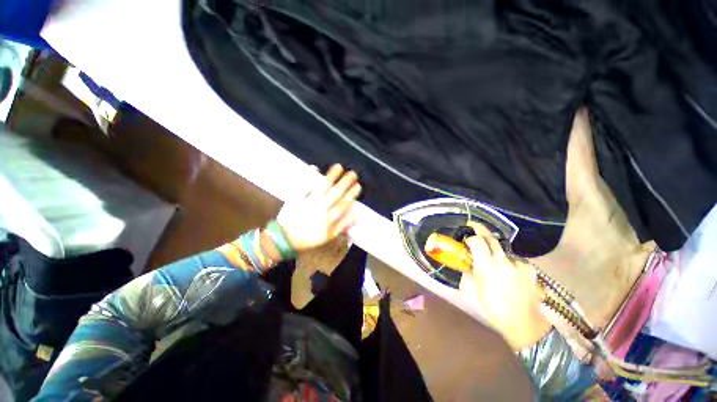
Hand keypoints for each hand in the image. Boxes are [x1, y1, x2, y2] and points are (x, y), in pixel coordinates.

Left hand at [277, 164, 361, 252]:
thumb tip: (355, 214)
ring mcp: (308, 202)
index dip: (351, 194)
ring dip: (331, 177)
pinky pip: (303, 186)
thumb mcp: (329, 237)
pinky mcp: (296, 198)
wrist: (285, 239)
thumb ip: (343, 225)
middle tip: (353, 173)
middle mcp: (320, 208)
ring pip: (322, 187)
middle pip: (335, 193)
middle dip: (345, 183)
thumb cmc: (309, 238)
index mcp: (328, 218)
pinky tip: (314, 167)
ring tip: (338, 167)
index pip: (343, 204)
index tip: (358, 185)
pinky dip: (309, 177)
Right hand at [458, 222, 550, 349]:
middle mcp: (504, 262)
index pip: (477, 241)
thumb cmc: (493, 310)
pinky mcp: (530, 269)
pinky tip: (508, 274)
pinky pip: (514, 260)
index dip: (470, 237)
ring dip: (495, 252)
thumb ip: (467, 275)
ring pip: (503, 250)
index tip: (465, 240)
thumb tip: (466, 265)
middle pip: (491, 238)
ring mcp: (519, 264)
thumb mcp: (471, 293)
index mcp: (487, 268)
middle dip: (480, 229)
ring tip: (494, 264)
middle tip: (473, 226)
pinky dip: (508, 263)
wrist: (524, 324)